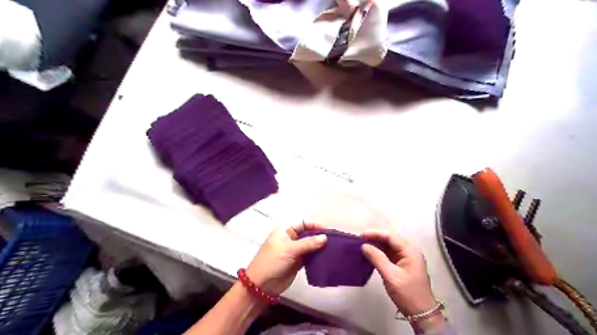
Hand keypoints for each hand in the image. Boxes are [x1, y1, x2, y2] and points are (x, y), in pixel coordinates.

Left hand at [245, 222, 325, 294]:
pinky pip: (310, 256)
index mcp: (285, 230)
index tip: (328, 231)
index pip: (303, 223)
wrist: (261, 285)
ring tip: (333, 249)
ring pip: (310, 245)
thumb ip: (308, 243)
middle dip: (319, 236)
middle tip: (334, 241)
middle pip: (308, 233)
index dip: (315, 225)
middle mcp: (291, 238)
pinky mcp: (298, 262)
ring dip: (320, 247)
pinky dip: (317, 256)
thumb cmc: (272, 261)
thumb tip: (325, 237)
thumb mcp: (290, 249)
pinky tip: (327, 257)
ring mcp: (295, 251)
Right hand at [359, 229, 436, 318]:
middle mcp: (410, 251)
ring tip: (363, 244)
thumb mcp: (391, 276)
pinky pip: (390, 254)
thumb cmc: (407, 293)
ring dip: (377, 245)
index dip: (375, 234)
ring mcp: (407, 258)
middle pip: (391, 239)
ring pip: (390, 246)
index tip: (361, 235)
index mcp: (410, 251)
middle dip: (376, 237)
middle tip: (360, 239)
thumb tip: (364, 246)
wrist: (421, 313)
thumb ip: (377, 258)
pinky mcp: (404, 265)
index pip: (391, 237)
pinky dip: (380, 252)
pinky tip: (371, 253)